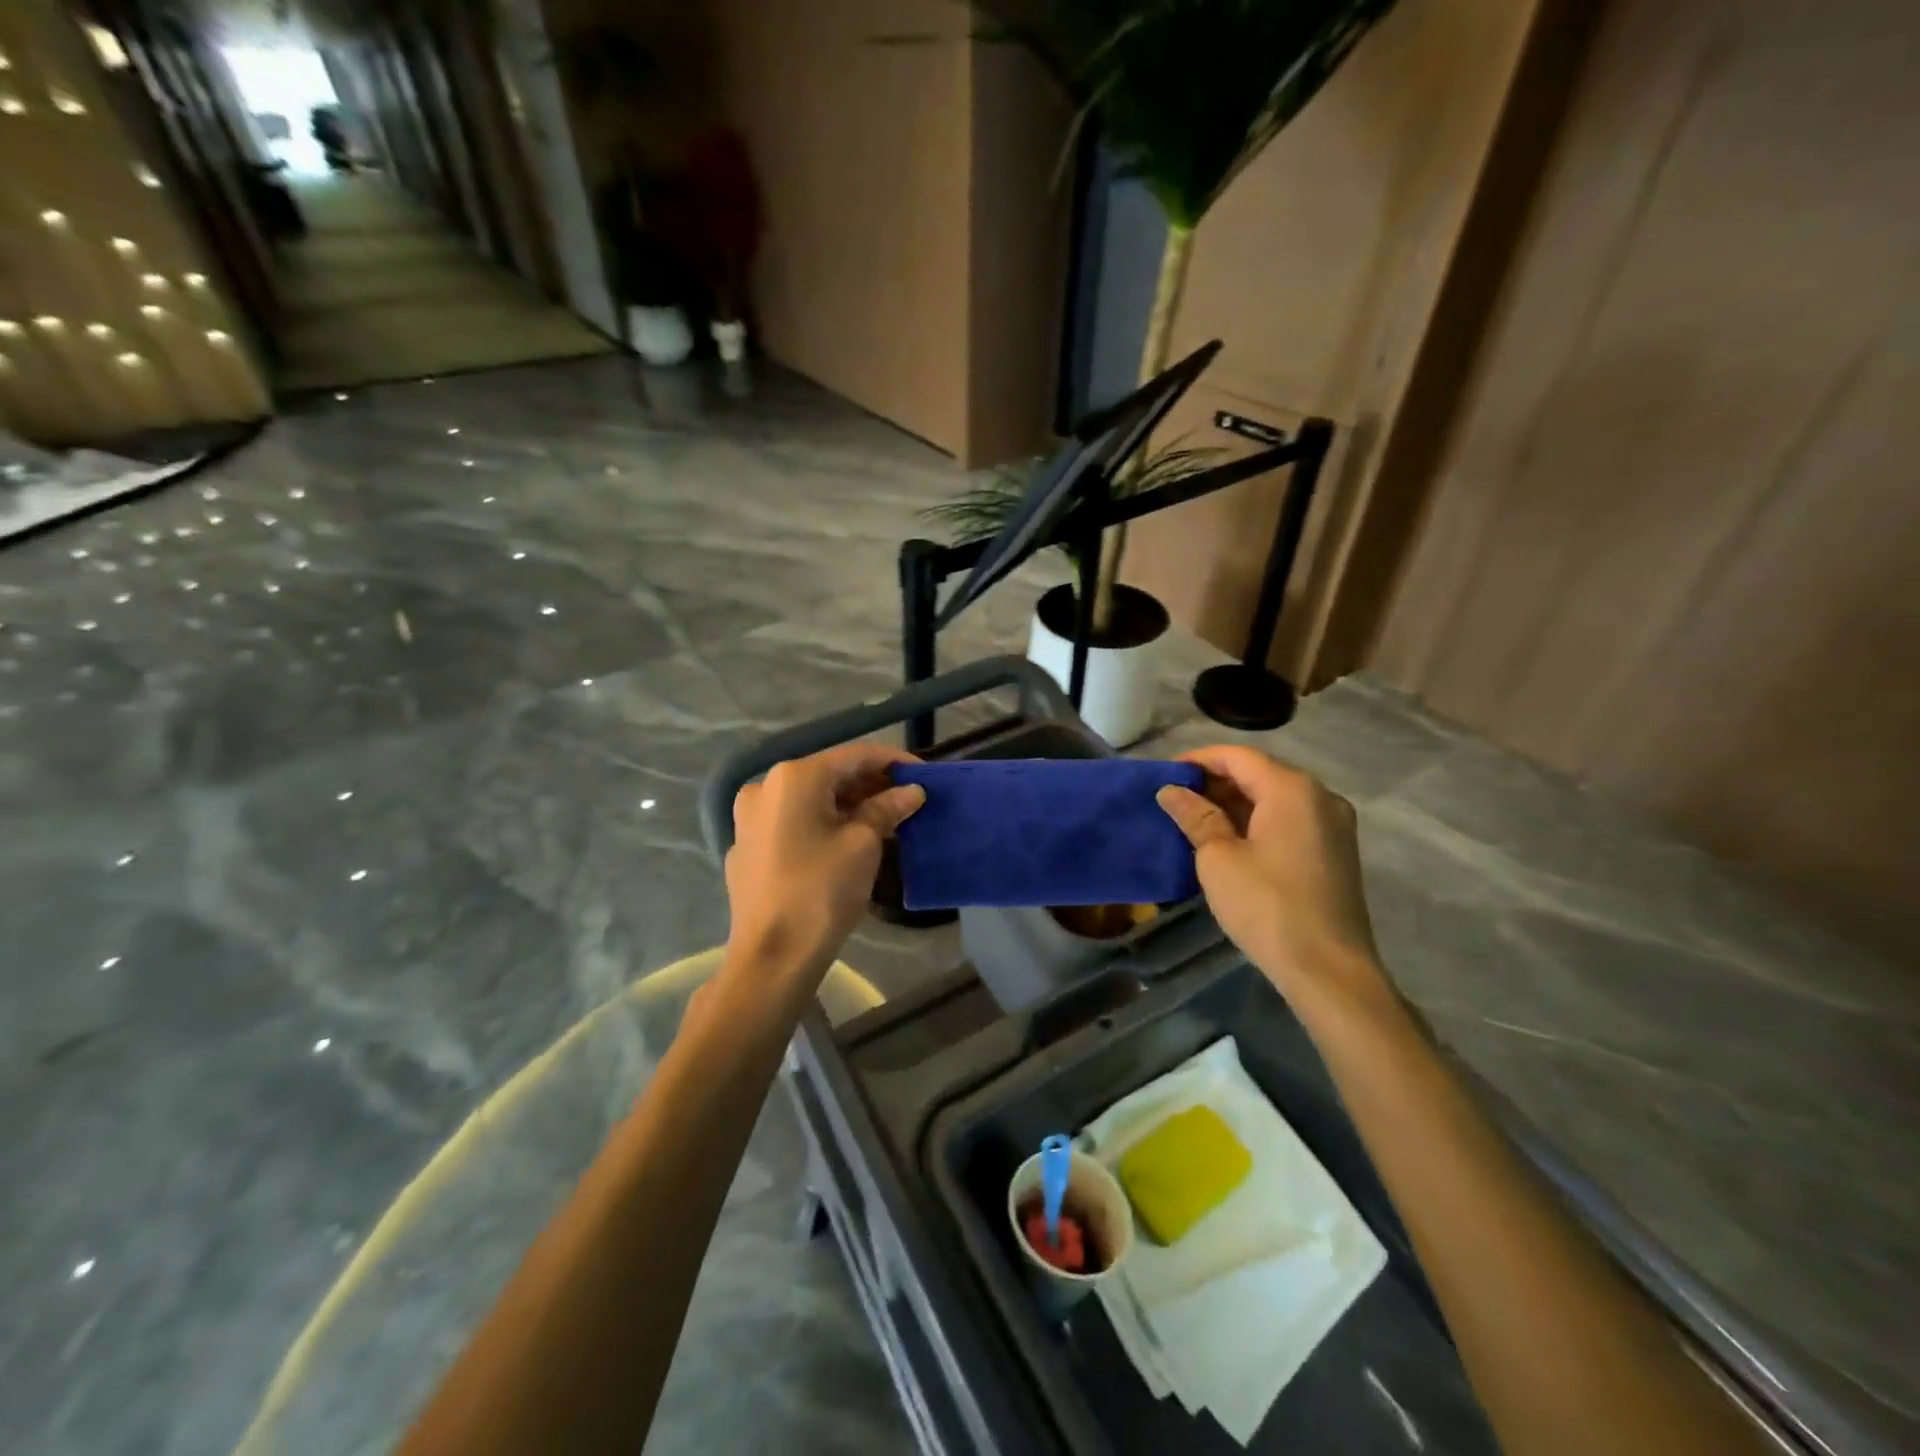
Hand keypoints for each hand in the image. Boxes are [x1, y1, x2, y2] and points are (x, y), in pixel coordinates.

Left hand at [724, 742, 924, 982]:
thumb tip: (911, 792)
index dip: (894, 761)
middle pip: (830, 775)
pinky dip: (822, 824)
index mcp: (795, 777)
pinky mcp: (747, 847)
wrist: (772, 956)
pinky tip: (846, 843)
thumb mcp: (863, 845)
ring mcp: (750, 818)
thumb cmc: (822, 891)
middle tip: (908, 801)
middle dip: (871, 786)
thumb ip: (887, 809)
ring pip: (810, 800)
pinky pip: (793, 823)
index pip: (855, 755)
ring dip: (848, 806)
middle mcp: (766, 787)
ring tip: (885, 821)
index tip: (924, 774)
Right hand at [1157, 746, 1388, 1012]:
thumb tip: (1171, 791)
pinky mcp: (1336, 852)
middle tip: (1175, 800)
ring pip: (1275, 798)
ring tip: (1195, 821)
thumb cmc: (1267, 906)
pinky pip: (1290, 820)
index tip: (1164, 776)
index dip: (1198, 761)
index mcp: (1292, 789)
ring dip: (1235, 803)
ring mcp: (1334, 825)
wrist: (1328, 970)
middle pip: (1259, 773)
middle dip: (1215, 782)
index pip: (1237, 756)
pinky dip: (1258, 821)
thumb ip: (1195, 816)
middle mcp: (1320, 796)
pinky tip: (1230, 841)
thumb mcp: (1219, 858)